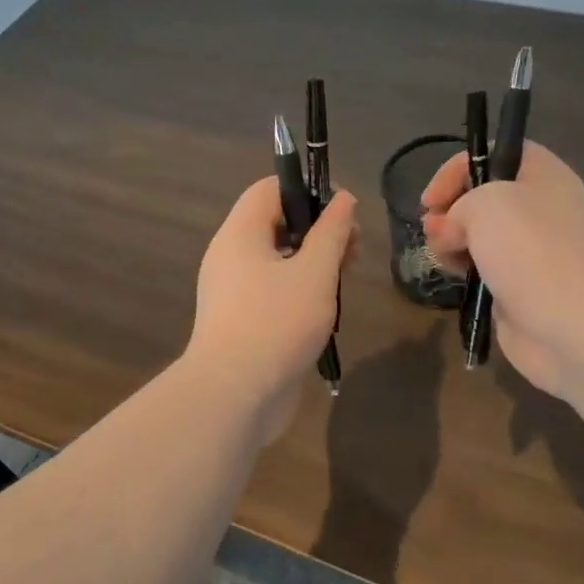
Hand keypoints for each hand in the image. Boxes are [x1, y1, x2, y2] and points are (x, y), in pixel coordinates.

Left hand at [186, 177, 356, 442]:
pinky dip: (300, 291)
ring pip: (277, 261)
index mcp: (240, 234)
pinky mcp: (242, 322)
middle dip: (318, 230)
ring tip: (345, 278)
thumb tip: (343, 199)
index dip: (307, 188)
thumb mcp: (315, 272)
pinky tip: (326, 308)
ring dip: (313, 263)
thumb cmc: (277, 323)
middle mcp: (230, 257)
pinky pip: (272, 292)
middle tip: (353, 249)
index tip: (342, 211)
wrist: (235, 395)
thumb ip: (332, 232)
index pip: (270, 189)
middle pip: (276, 224)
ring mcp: (233, 292)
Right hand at [421, 143, 583, 402]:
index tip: (430, 201)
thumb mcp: (486, 204)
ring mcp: (536, 253)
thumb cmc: (534, 252)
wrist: (578, 327)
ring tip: (444, 262)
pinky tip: (458, 284)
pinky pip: (488, 272)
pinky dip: (469, 275)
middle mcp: (543, 209)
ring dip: (454, 245)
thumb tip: (453, 233)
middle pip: (485, 197)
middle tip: (433, 233)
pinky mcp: (526, 290)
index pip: (496, 153)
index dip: (457, 169)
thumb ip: (459, 206)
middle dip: (450, 212)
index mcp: (544, 176)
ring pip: (482, 238)